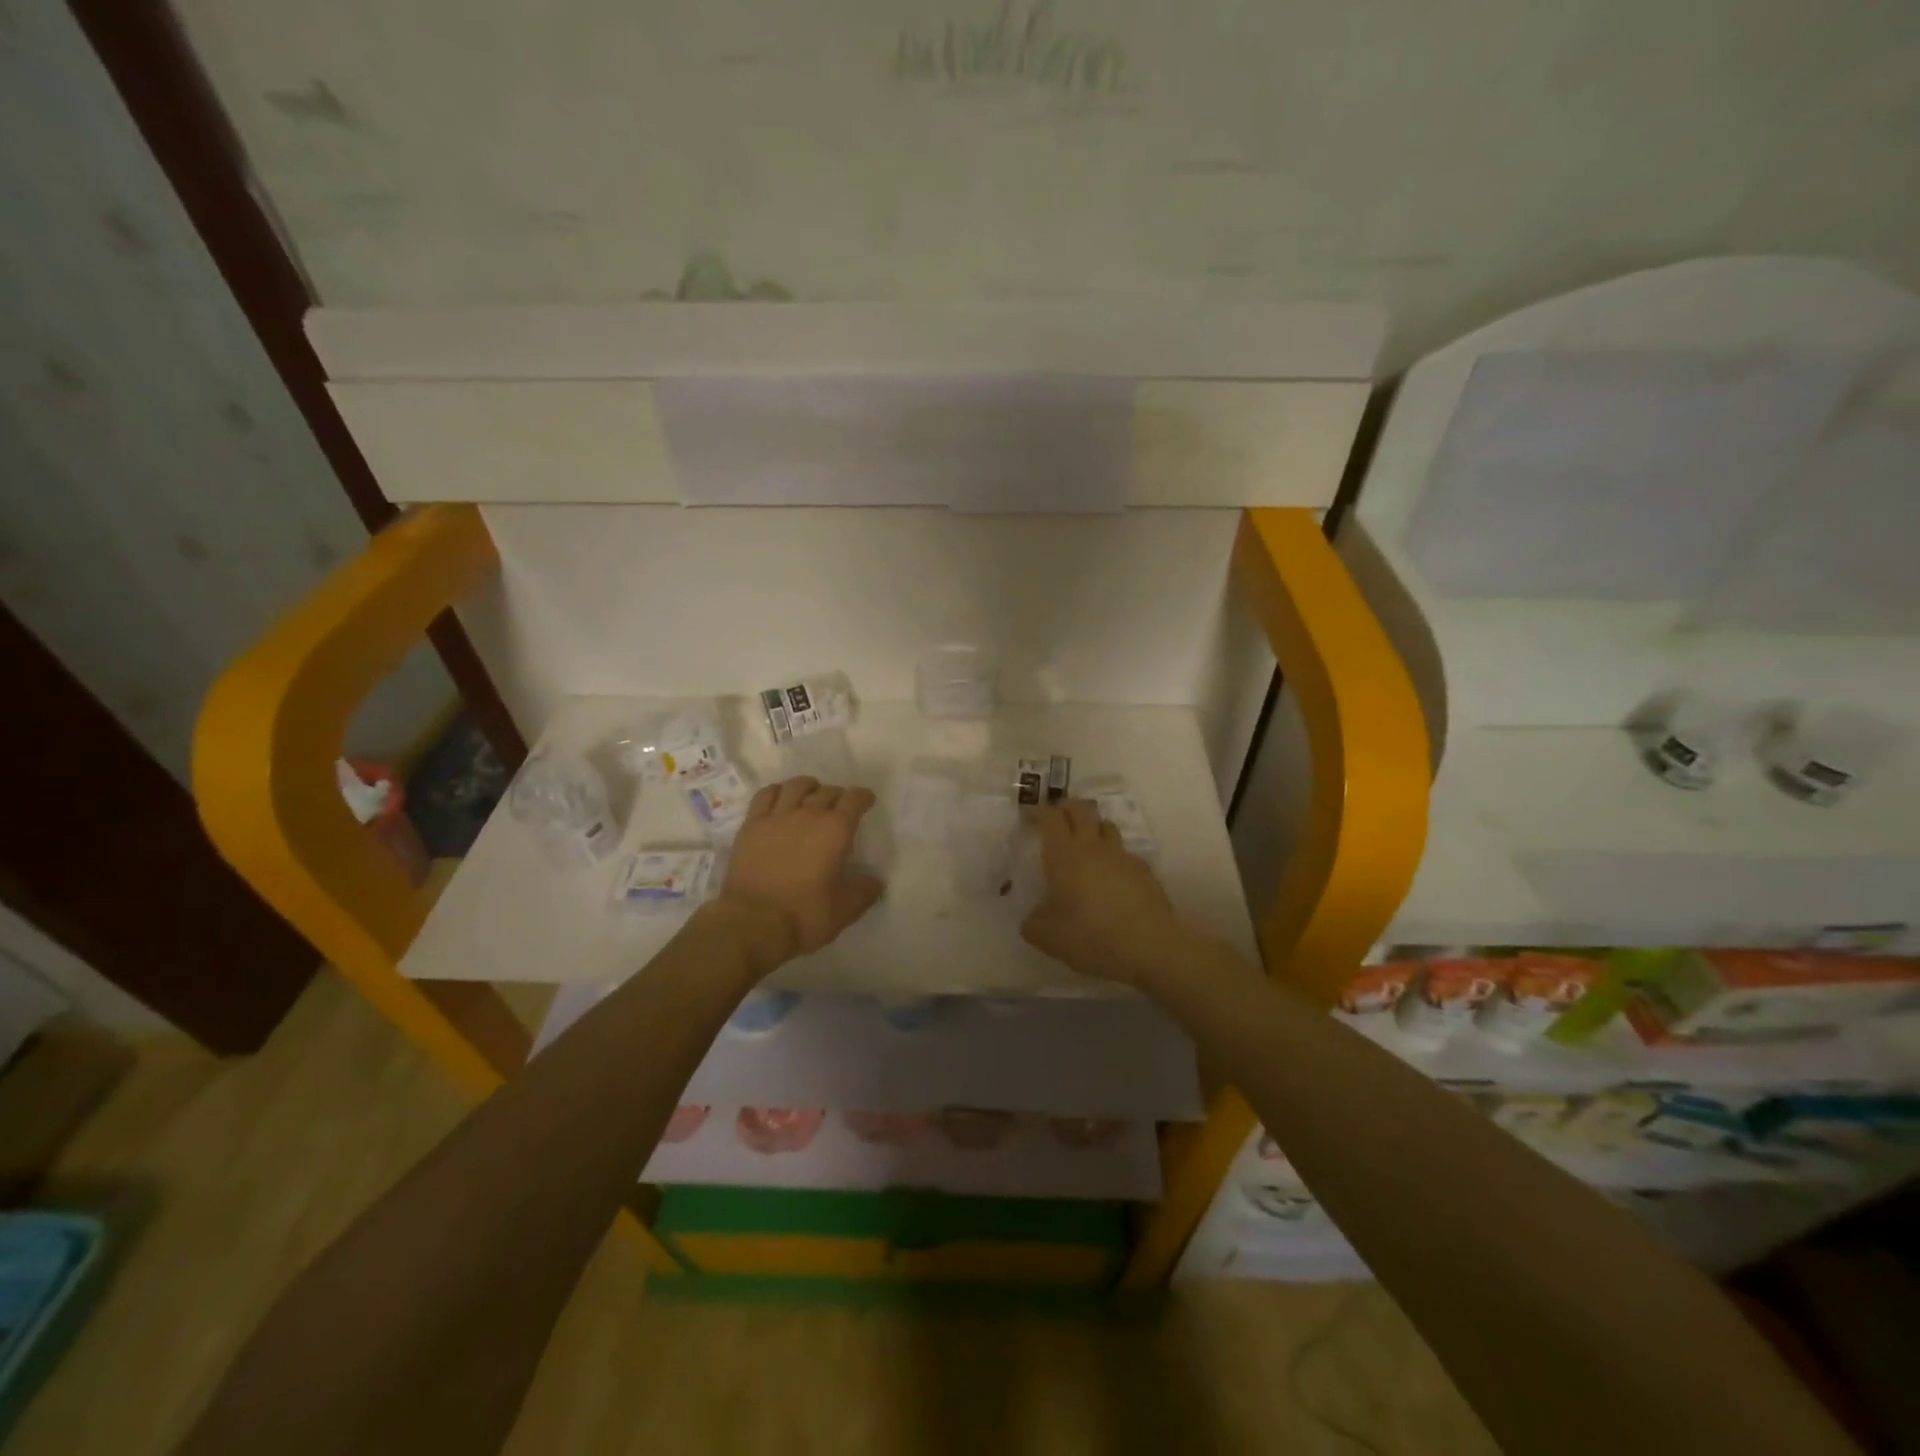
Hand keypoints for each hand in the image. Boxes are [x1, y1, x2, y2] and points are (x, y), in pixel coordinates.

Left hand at [712, 777, 882, 972]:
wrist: (752, 922)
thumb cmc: (803, 915)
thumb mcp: (844, 910)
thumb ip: (864, 891)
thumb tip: (874, 881)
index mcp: (835, 830)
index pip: (854, 799)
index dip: (863, 797)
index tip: (866, 801)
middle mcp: (808, 814)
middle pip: (827, 791)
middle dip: (838, 796)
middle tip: (839, 808)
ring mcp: (777, 817)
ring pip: (796, 786)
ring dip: (809, 787)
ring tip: (811, 796)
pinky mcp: (752, 825)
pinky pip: (766, 795)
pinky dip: (778, 791)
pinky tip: (780, 800)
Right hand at [1020, 799, 1185, 986]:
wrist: (1149, 947)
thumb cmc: (1090, 936)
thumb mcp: (1047, 937)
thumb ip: (1033, 923)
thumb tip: (1033, 918)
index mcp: (1064, 855)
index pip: (1050, 817)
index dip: (1038, 812)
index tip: (1030, 816)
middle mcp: (1093, 847)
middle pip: (1081, 809)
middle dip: (1067, 808)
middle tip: (1057, 820)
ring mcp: (1122, 856)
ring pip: (1106, 825)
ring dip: (1093, 827)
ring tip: (1086, 844)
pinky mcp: (1144, 870)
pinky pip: (1125, 853)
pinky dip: (1114, 857)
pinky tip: (1111, 877)